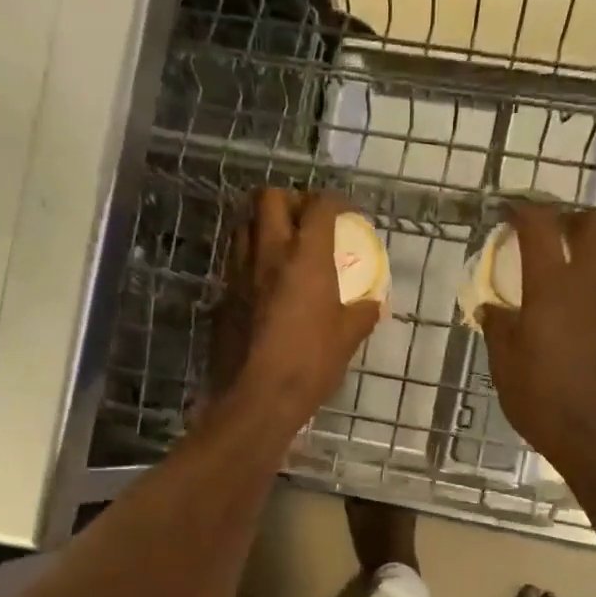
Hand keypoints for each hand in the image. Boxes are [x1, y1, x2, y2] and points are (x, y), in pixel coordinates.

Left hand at [215, 188, 380, 428]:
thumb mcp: (347, 339)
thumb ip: (362, 314)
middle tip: (307, 221)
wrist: (256, 398)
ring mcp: (239, 272)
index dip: (337, 203)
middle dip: (291, 200)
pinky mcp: (222, 295)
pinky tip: (263, 281)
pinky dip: (250, 258)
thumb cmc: (309, 364)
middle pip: (270, 198)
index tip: (348, 215)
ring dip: (264, 224)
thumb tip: (372, 304)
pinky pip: (234, 260)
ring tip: (282, 245)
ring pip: (244, 225)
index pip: (320, 206)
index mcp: (305, 257)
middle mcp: (268, 253)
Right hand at [479, 201, 595, 479]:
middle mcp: (592, 285)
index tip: (509, 210)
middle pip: (592, 226)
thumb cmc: (544, 401)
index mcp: (553, 287)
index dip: (524, 210)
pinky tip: (581, 325)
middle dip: (569, 220)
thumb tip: (491, 308)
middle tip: (548, 234)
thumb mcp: (505, 367)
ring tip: (562, 282)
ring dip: (586, 258)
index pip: (541, 227)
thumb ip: (498, 329)